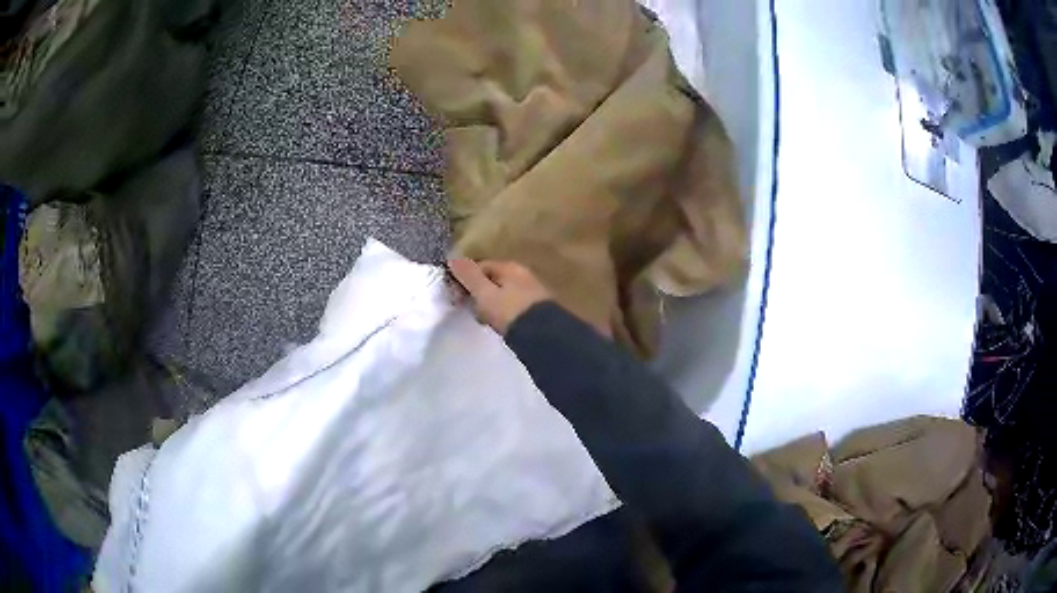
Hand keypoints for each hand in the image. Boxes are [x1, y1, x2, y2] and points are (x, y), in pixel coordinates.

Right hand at [447, 258, 551, 334]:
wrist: (544, 336)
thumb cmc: (510, 312)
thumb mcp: (485, 294)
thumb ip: (469, 276)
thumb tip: (453, 259)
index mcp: (510, 267)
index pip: (481, 266)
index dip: (465, 278)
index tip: (455, 295)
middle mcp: (523, 275)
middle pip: (493, 279)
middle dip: (478, 292)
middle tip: (467, 308)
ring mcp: (532, 292)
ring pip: (503, 293)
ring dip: (490, 304)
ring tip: (481, 319)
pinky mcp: (537, 309)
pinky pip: (512, 306)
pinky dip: (502, 312)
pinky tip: (498, 324)